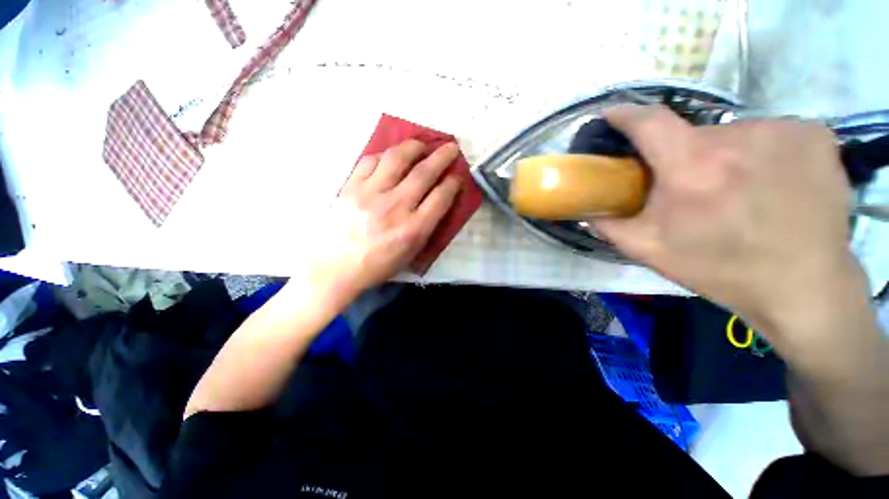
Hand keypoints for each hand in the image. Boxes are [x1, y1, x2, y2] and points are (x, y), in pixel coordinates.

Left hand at [305, 139, 461, 305]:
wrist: (334, 268)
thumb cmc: (377, 265)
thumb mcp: (410, 253)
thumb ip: (427, 226)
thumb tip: (439, 200)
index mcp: (413, 229)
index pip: (441, 197)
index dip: (453, 182)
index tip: (457, 175)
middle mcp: (395, 207)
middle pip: (424, 173)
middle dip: (442, 157)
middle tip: (451, 147)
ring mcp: (370, 194)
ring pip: (397, 158)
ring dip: (414, 147)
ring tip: (422, 145)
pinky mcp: (350, 187)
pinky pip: (370, 161)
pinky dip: (385, 155)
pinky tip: (391, 157)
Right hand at [596, 104, 857, 341]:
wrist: (802, 285)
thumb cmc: (719, 269)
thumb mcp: (648, 250)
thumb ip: (608, 225)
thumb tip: (583, 207)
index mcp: (693, 170)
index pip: (650, 122)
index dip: (626, 115)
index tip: (611, 115)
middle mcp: (739, 139)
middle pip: (691, 134)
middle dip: (680, 155)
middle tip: (687, 186)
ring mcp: (783, 130)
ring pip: (732, 134)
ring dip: (722, 155)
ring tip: (733, 188)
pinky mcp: (814, 134)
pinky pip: (769, 132)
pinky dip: (759, 151)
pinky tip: (769, 181)